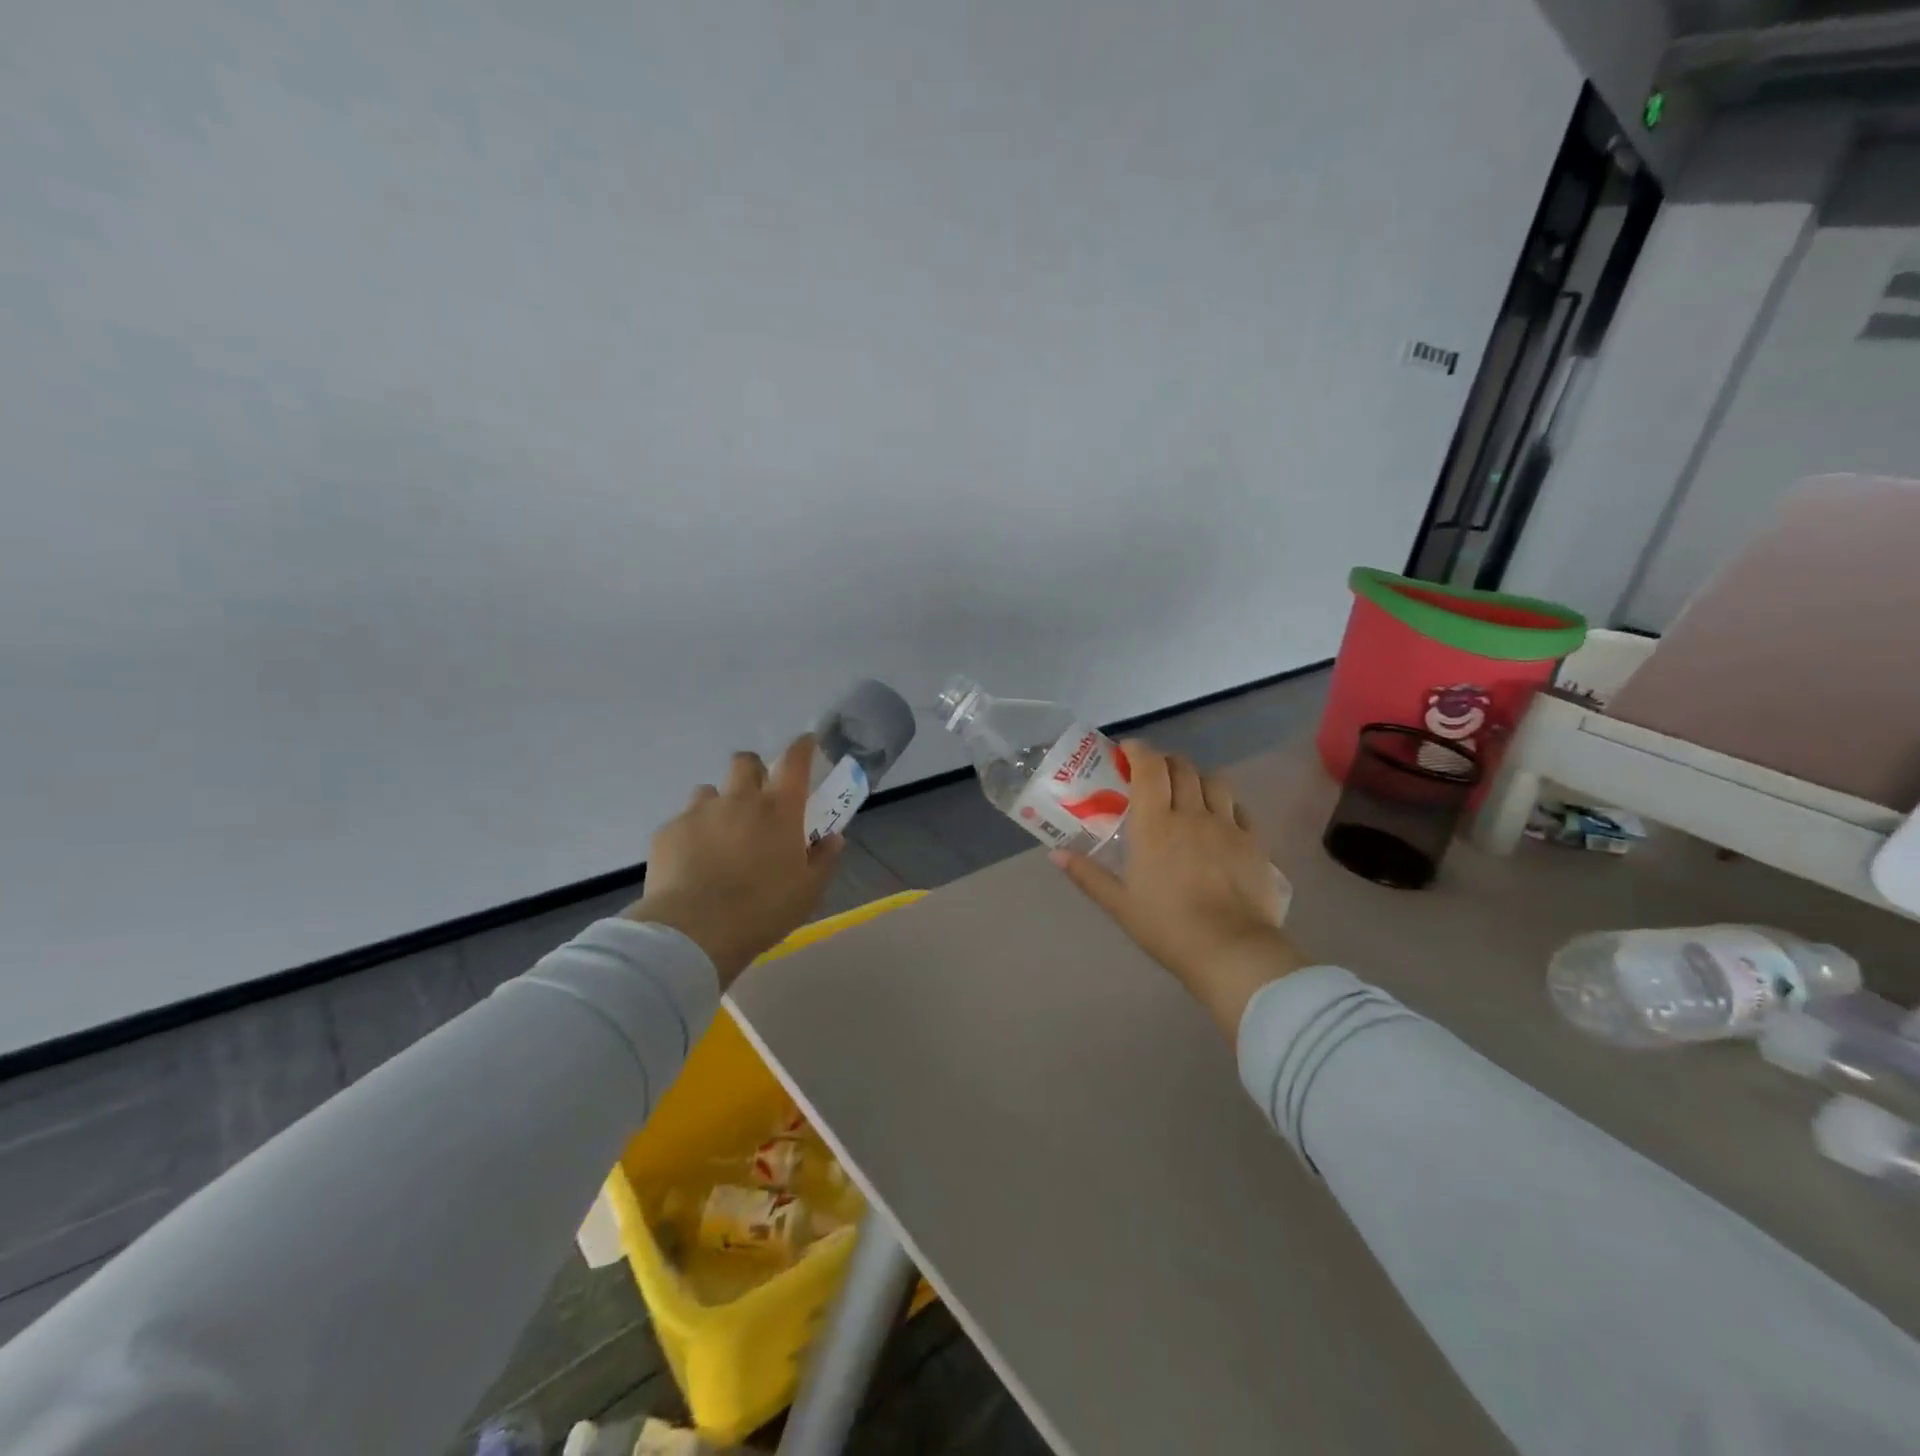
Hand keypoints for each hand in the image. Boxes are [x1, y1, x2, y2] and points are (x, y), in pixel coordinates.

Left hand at [625, 737, 842, 986]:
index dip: (802, 747)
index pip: (794, 761)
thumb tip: (833, 838)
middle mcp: (739, 800)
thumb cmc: (762, 910)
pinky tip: (693, 861)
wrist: (693, 932)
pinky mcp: (669, 831)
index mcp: (779, 810)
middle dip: (753, 770)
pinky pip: (683, 821)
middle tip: (757, 796)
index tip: (805, 743)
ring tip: (720, 833)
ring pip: (710, 790)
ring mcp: (700, 812)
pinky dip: (693, 833)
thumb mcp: (808, 892)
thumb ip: (824, 859)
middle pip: (745, 762)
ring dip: (719, 803)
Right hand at [1051, 740, 1303, 1040]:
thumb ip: (1086, 874)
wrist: (1231, 950)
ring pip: (1215, 781)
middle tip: (1152, 774)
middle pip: (1183, 767)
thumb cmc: (1166, 926)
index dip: (1139, 750)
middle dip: (1165, 762)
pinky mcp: (1254, 843)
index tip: (1127, 750)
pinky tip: (1220, 818)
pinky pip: (1240, 808)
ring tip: (1188, 791)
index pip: (1149, 767)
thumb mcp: (1118, 904)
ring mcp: (1227, 826)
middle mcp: (1192, 813)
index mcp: (1155, 823)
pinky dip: (1226, 803)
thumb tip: (1055, 854)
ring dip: (1197, 777)